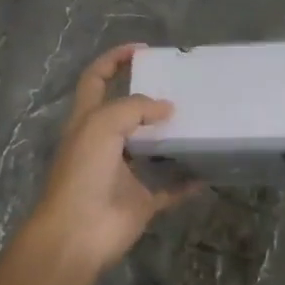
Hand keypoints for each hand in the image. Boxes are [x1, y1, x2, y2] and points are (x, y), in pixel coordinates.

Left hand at [31, 44, 199, 270]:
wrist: (76, 234)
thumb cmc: (83, 172)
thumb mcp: (102, 125)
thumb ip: (135, 108)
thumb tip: (166, 108)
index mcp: (87, 120)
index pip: (96, 79)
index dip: (114, 59)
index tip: (143, 50)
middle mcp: (104, 143)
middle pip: (126, 112)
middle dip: (150, 96)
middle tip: (181, 86)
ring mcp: (122, 174)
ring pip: (150, 148)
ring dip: (171, 136)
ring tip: (199, 119)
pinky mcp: (140, 201)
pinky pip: (169, 188)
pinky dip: (187, 181)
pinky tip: (208, 169)